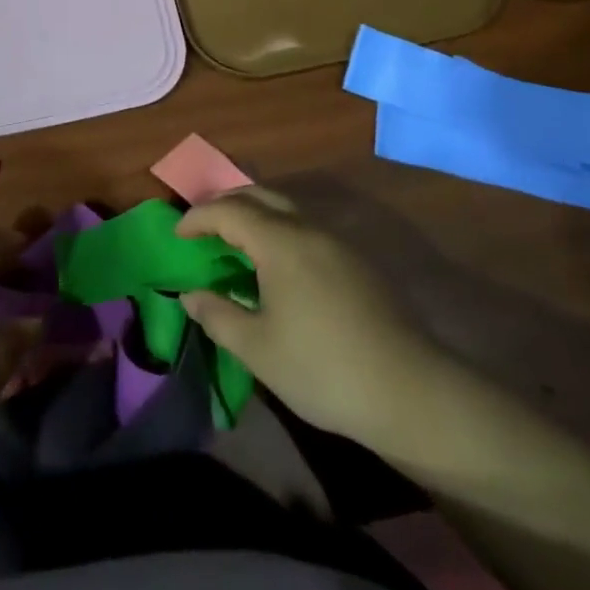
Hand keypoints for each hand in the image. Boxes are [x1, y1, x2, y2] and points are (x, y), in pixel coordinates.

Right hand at [178, 188, 439, 442]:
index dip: (197, 218)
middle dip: (225, 204)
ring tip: (235, 241)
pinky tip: (277, 265)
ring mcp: (338, 242)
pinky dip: (279, 229)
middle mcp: (309, 228)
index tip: (178, 236)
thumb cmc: (323, 369)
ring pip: (287, 208)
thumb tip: (190, 295)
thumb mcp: (257, 349)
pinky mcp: (358, 261)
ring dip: (255, 214)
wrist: (412, 393)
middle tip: (203, 227)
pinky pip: (306, 226)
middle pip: (259, 195)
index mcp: (280, 241)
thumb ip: (217, 315)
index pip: (228, 211)